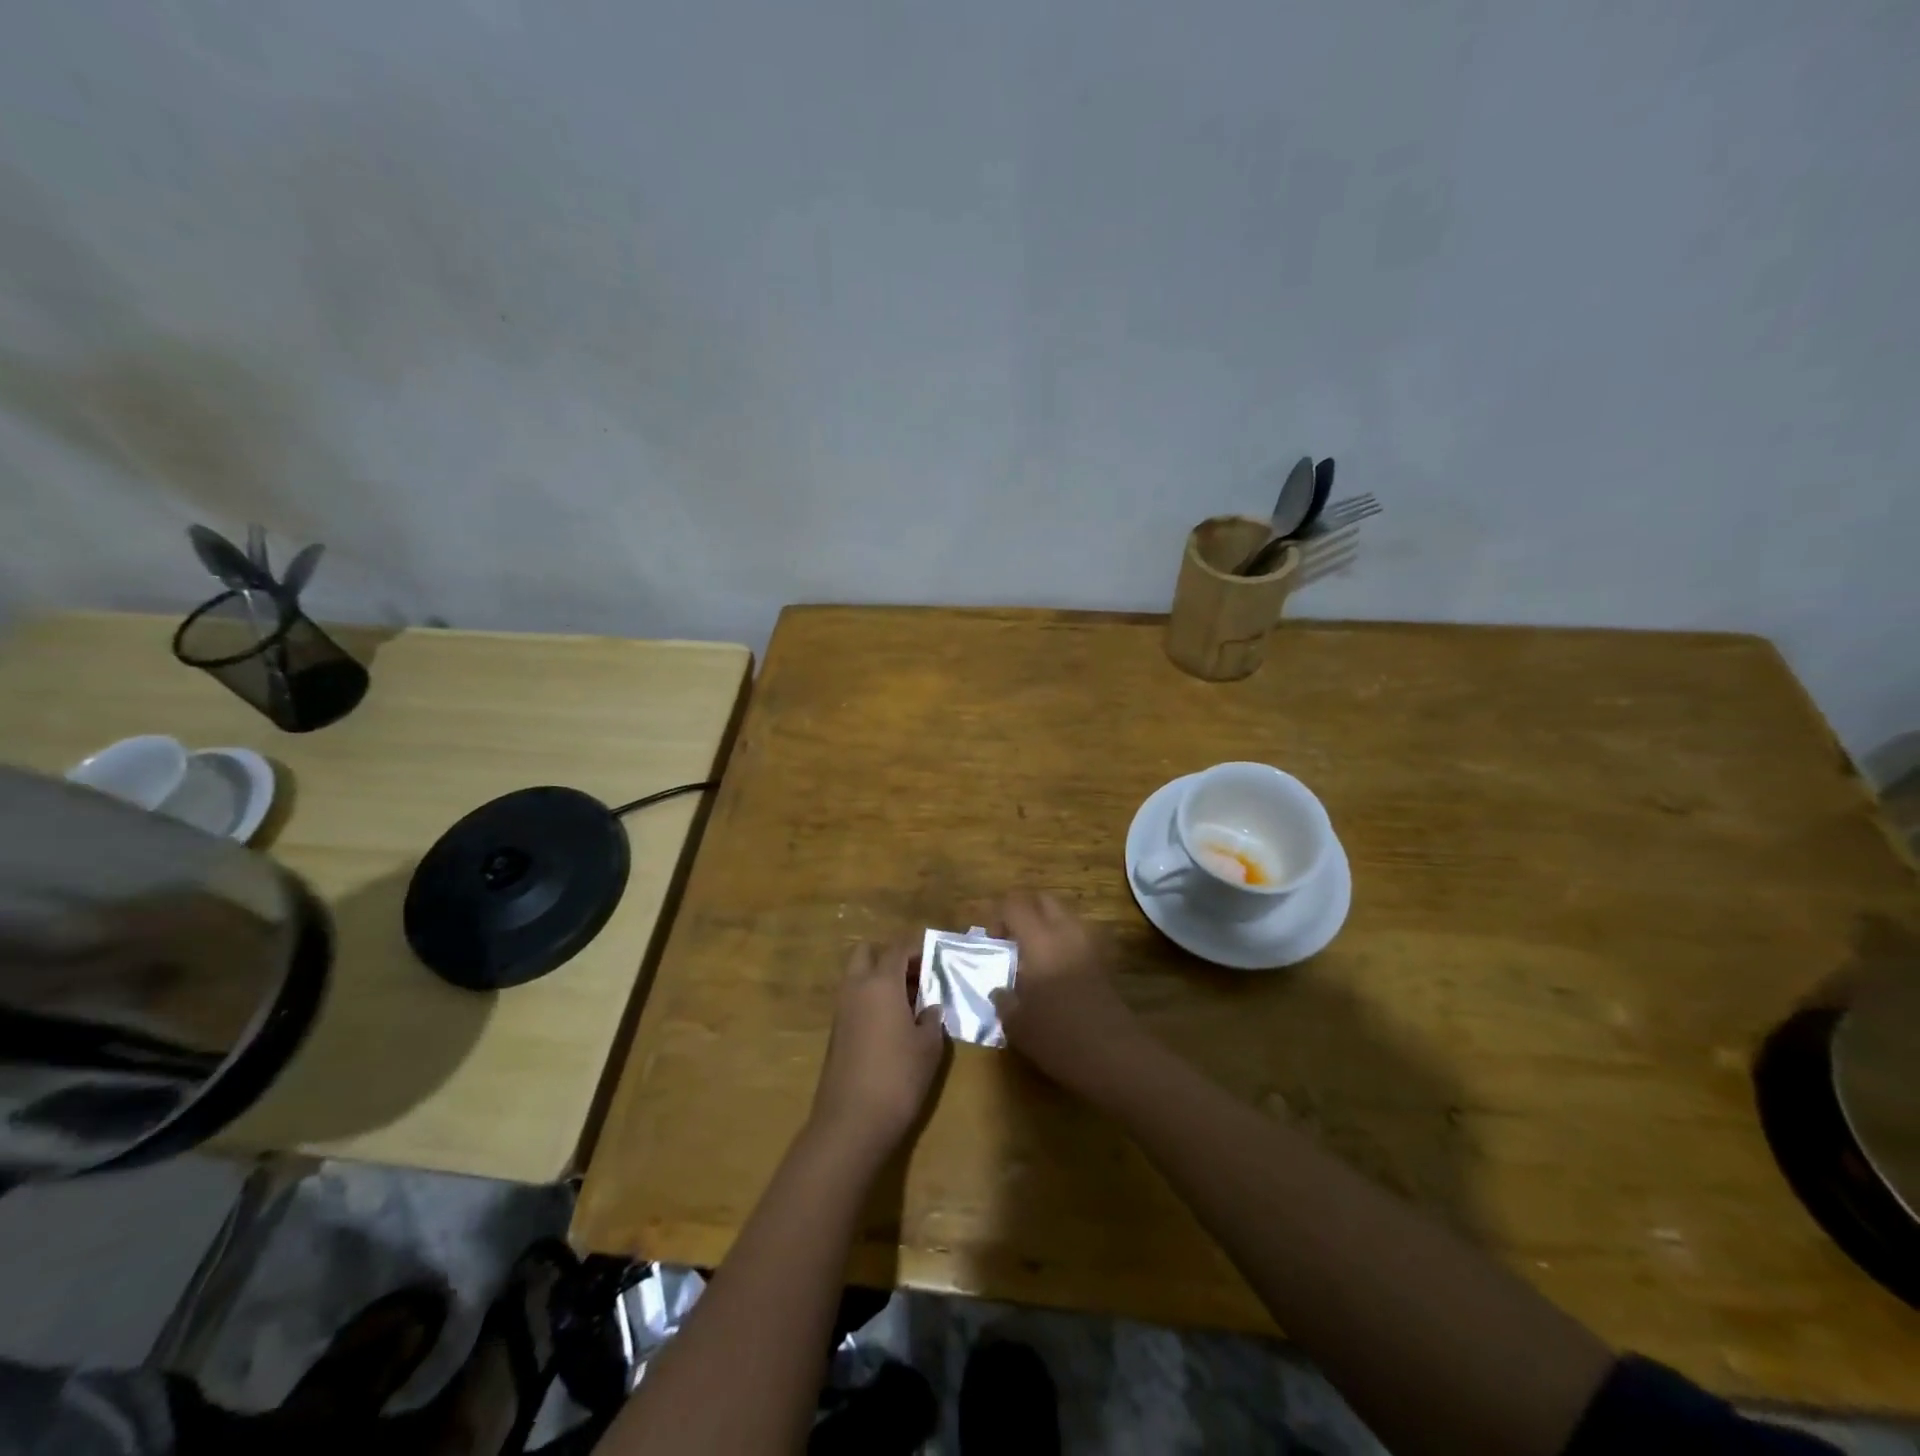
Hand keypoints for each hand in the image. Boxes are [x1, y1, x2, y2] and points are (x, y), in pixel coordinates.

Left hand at [809, 939, 945, 1157]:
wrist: (852, 1122)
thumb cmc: (898, 1076)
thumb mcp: (929, 1047)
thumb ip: (931, 1019)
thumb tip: (930, 1008)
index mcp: (881, 982)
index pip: (898, 949)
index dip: (918, 949)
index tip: (936, 958)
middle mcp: (856, 988)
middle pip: (867, 953)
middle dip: (890, 958)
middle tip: (916, 977)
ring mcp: (841, 1010)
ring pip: (857, 977)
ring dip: (880, 980)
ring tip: (910, 1003)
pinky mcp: (836, 1032)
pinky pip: (854, 1000)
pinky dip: (871, 1001)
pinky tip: (893, 1025)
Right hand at [991, 892, 1146, 1098]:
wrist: (1114, 1056)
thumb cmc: (1058, 1036)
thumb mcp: (1017, 1024)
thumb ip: (1003, 1000)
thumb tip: (1000, 990)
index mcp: (1040, 939)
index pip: (1015, 904)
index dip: (998, 916)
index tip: (993, 943)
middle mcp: (1067, 932)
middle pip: (1043, 900)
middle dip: (1024, 912)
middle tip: (1012, 941)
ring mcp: (1091, 945)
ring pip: (1065, 916)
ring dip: (1046, 926)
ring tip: (1033, 958)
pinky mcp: (1105, 962)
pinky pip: (1079, 937)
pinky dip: (1064, 943)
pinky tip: (1056, 973)